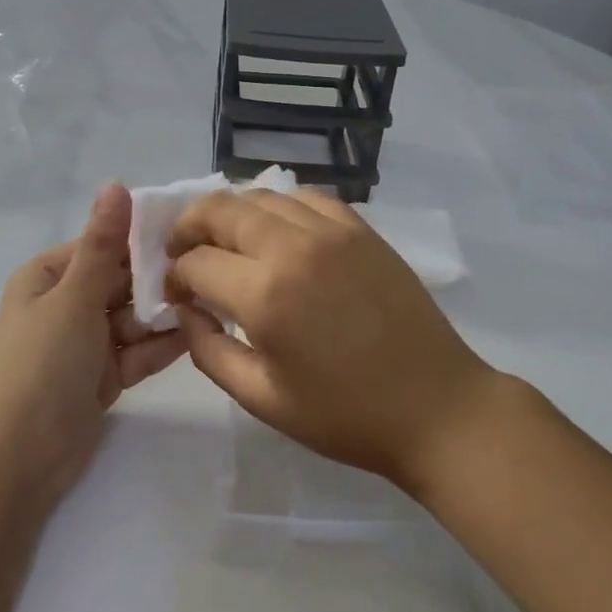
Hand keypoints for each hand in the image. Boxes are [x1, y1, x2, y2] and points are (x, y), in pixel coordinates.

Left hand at [0, 183, 185, 498]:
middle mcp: (65, 304)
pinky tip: (196, 335)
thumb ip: (103, 243)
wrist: (19, 459)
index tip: (189, 236)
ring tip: (211, 303)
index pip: (102, 246)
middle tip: (209, 274)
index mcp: (48, 277)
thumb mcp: (74, 297)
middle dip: (158, 282)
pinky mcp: (100, 377)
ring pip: (132, 317)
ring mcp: (83, 343)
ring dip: (163, 314)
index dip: (142, 242)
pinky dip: (159, 345)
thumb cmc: (42, 365)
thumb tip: (116, 184)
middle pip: (121, 282)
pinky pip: (135, 351)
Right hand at [166, 189, 493, 489]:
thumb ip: (208, 350)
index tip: (176, 296)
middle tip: (185, 254)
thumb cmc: (345, 415)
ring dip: (231, 214)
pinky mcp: (361, 229)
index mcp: (265, 295)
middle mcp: (293, 247)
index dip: (175, 276)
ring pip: (261, 196)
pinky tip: (278, 233)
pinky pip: (306, 198)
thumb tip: (184, 309)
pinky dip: (279, 208)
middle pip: (220, 208)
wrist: (436, 407)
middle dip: (189, 227)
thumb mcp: (262, 398)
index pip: (196, 261)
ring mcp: (331, 231)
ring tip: (227, 243)